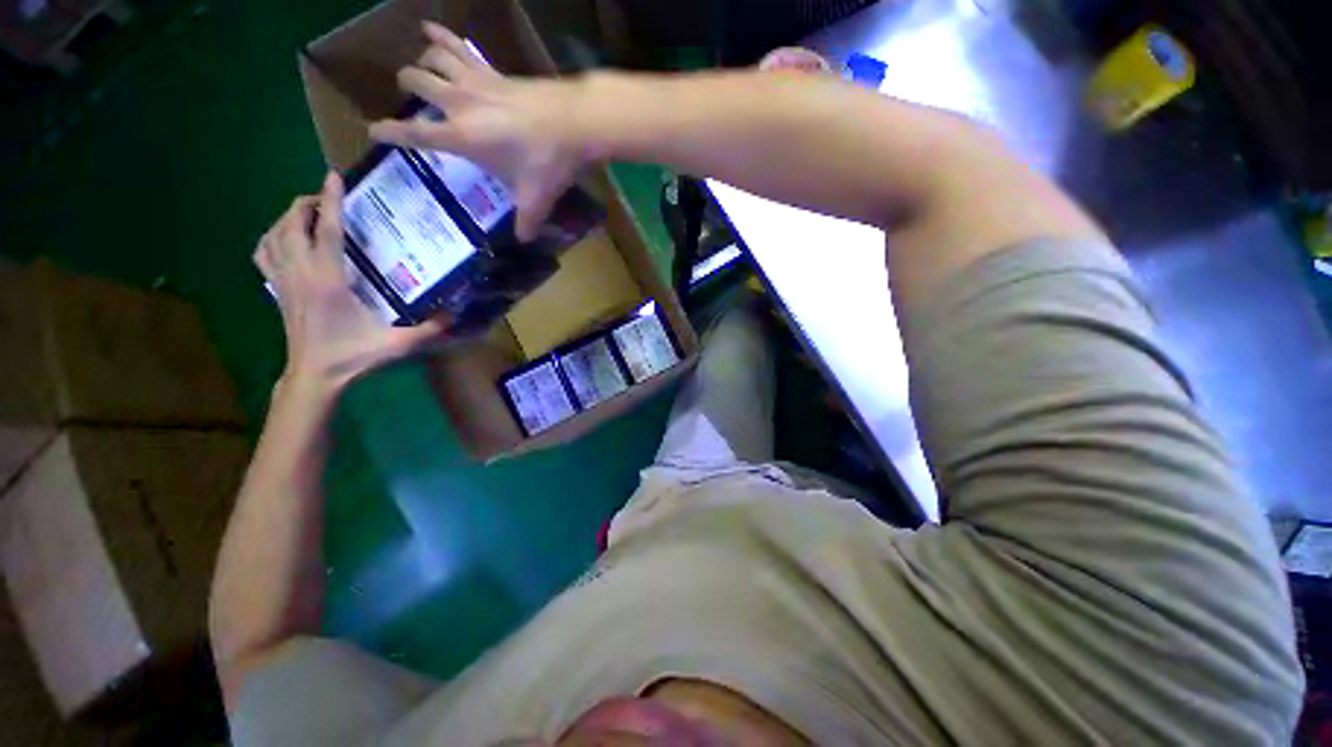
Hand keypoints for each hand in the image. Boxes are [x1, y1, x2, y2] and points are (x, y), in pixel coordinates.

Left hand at [254, 173, 445, 394]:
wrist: (314, 376)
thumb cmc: (353, 356)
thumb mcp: (397, 343)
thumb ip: (429, 328)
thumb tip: (456, 313)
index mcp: (327, 280)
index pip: (325, 230)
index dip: (330, 200)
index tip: (333, 176)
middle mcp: (300, 273)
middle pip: (292, 224)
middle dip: (307, 203)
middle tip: (330, 200)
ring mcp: (282, 281)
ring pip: (273, 234)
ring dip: (288, 218)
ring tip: (309, 215)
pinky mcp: (275, 290)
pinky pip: (263, 252)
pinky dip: (271, 238)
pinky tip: (285, 239)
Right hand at [369, 21, 587, 240]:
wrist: (574, 121)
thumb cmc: (548, 161)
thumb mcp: (536, 198)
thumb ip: (527, 221)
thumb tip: (524, 240)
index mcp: (462, 136)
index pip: (415, 133)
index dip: (389, 132)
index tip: (373, 131)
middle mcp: (460, 103)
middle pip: (416, 82)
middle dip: (406, 87)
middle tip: (407, 96)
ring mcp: (476, 80)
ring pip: (433, 57)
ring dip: (422, 59)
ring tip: (419, 65)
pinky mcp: (493, 70)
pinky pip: (459, 46)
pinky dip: (441, 36)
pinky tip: (429, 28)